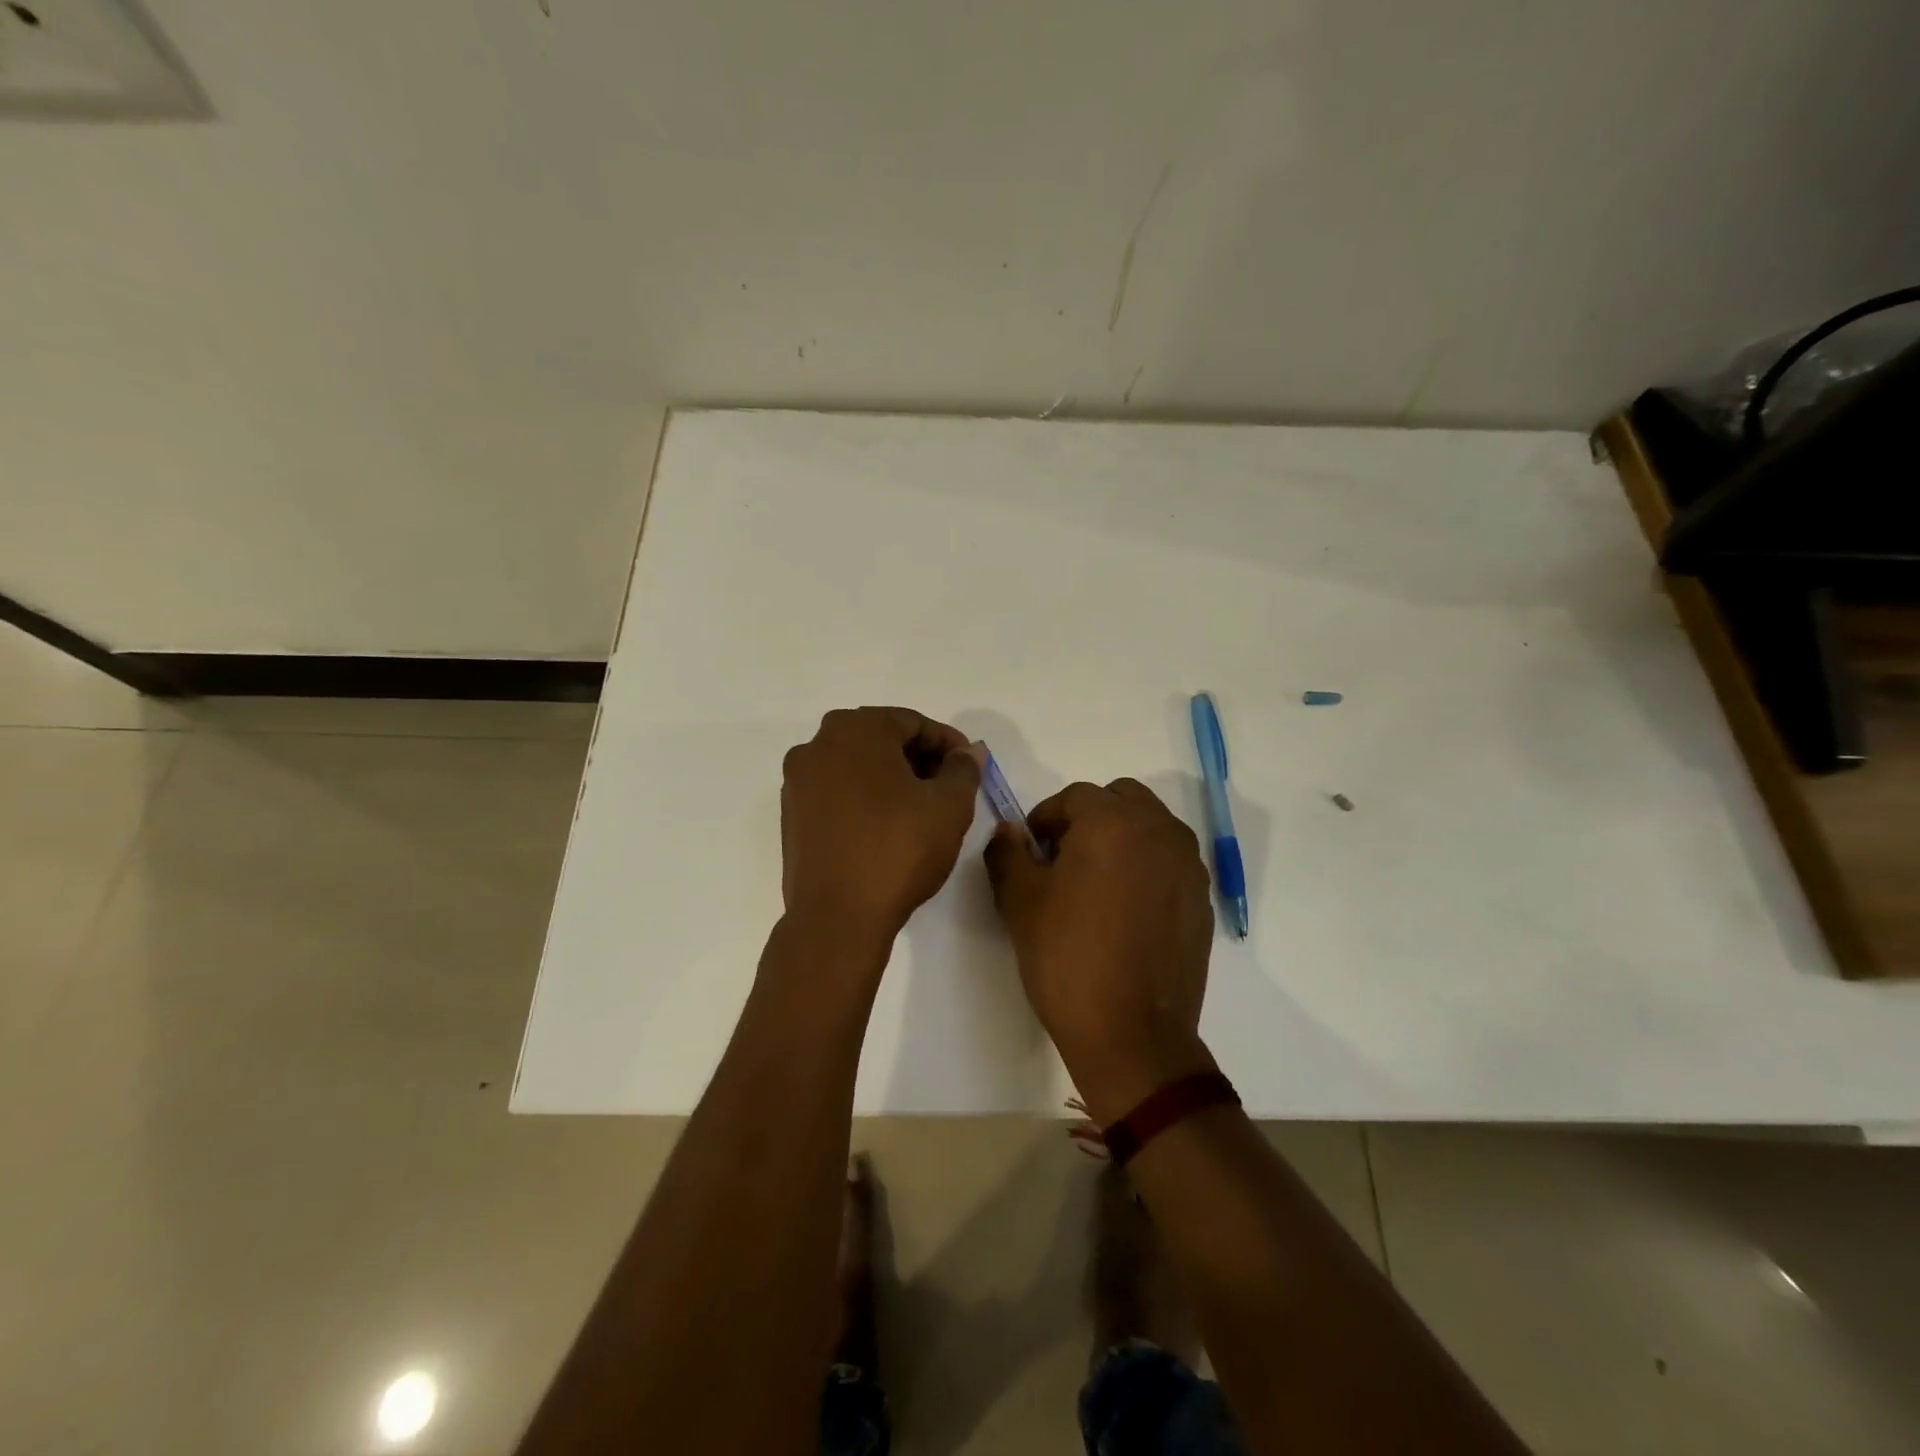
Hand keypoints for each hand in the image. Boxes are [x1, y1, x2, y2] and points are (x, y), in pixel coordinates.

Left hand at [780, 707, 980, 948]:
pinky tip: (887, 827)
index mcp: (854, 729)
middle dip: (919, 759)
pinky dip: (864, 799)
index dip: (948, 743)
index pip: (912, 722)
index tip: (970, 767)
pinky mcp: (791, 816)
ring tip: (921, 809)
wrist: (837, 917)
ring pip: (856, 766)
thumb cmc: (898, 849)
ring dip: (891, 778)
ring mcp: (798, 782)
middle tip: (950, 787)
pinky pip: (836, 793)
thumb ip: (963, 770)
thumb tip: (970, 752)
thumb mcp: (949, 806)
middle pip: (880, 739)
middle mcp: (817, 745)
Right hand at [984, 779, 1216, 1121]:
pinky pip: (1170, 860)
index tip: (1031, 851)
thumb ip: (1008, 853)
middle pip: (1120, 799)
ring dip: (1121, 837)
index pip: (1075, 796)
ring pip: (1150, 826)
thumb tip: (1011, 832)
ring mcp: (1187, 864)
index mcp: (1113, 822)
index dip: (1046, 819)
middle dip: (1089, 818)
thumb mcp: (1019, 902)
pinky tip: (1126, 909)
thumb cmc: (1067, 958)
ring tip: (1096, 882)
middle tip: (1064, 858)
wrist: (1132, 1034)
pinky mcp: (1201, 897)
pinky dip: (1146, 865)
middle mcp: (1159, 830)